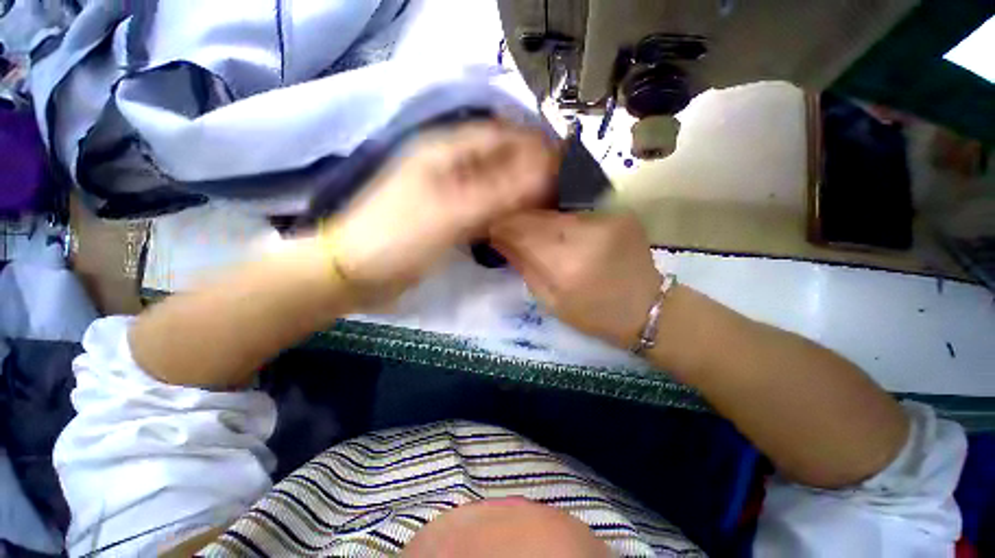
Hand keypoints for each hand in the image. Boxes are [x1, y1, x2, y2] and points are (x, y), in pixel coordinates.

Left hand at [329, 121, 558, 301]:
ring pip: (494, 182)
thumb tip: (544, 172)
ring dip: (519, 191)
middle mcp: (450, 164)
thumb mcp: (450, 212)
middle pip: (500, 158)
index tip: (564, 166)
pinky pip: (484, 205)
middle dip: (531, 170)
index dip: (535, 146)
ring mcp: (450, 190)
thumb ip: (498, 192)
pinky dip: (504, 210)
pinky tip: (519, 221)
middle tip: (559, 191)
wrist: (358, 271)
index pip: (502, 135)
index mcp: (447, 150)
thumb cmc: (399, 238)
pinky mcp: (449, 214)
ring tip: (546, 206)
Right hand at [490, 211, 662, 348]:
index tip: (493, 229)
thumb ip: (524, 265)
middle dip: (519, 220)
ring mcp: (606, 219)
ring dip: (539, 216)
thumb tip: (500, 239)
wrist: (645, 308)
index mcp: (565, 264)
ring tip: (533, 228)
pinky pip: (576, 209)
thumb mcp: (549, 300)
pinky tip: (559, 227)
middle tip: (510, 228)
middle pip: (538, 214)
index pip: (522, 230)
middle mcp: (585, 234)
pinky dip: (562, 216)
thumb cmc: (592, 314)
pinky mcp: (619, 213)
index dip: (503, 227)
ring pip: (556, 208)